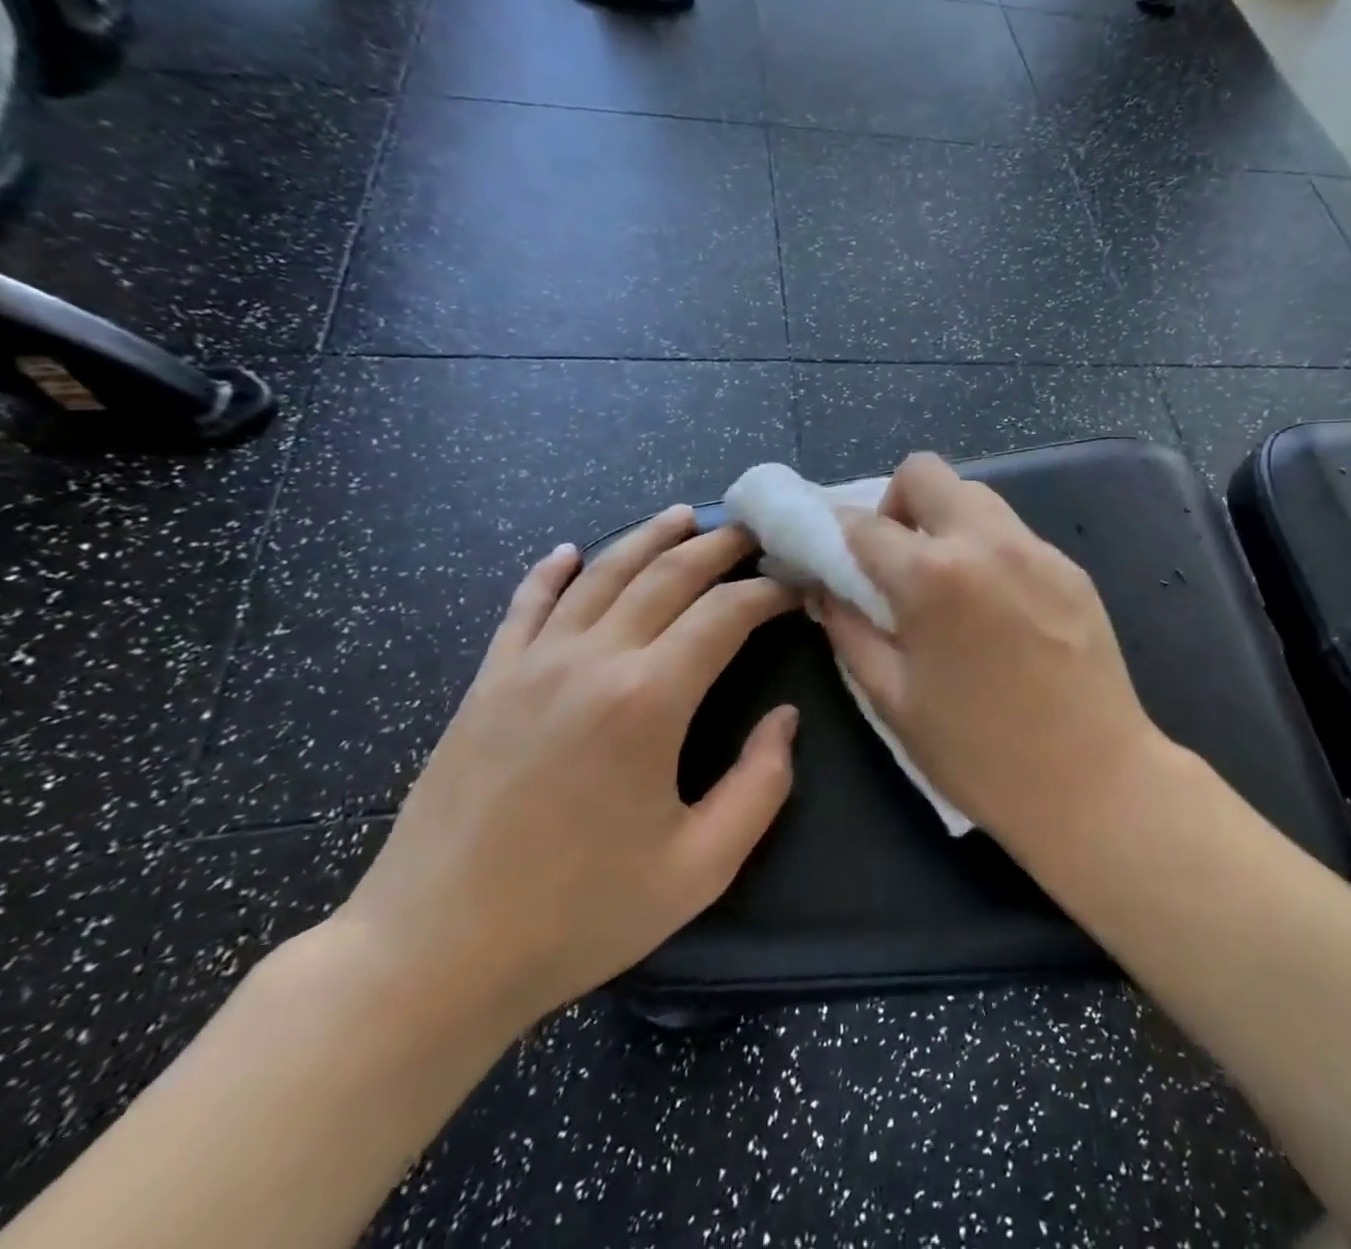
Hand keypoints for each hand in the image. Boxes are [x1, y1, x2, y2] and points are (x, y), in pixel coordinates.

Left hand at [336, 509, 797, 1034]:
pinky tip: (571, 552)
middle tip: (755, 533)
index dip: (770, 593)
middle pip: (666, 575)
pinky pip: (524, 606)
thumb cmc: (579, 915)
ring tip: (685, 515)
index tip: (798, 589)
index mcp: (648, 700)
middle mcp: (591, 661)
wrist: (430, 958)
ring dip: (648, 538)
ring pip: (600, 574)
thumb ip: (761, 785)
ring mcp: (530, 666)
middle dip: (719, 547)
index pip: (725, 614)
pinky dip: (552, 571)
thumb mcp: (701, 867)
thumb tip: (784, 719)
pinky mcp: (486, 684)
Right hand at [818, 453, 1162, 848]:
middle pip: (925, 472)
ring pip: (976, 496)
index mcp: (932, 575)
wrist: (1094, 781)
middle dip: (895, 502)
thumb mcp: (894, 700)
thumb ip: (851, 633)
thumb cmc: (980, 754)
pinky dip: (988, 548)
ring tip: (945, 582)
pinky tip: (994, 606)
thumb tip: (826, 592)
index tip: (832, 558)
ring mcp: (1037, 549)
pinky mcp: (1071, 567)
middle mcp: (986, 541)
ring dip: (945, 521)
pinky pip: (1014, 534)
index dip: (834, 536)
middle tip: (895, 559)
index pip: (863, 524)